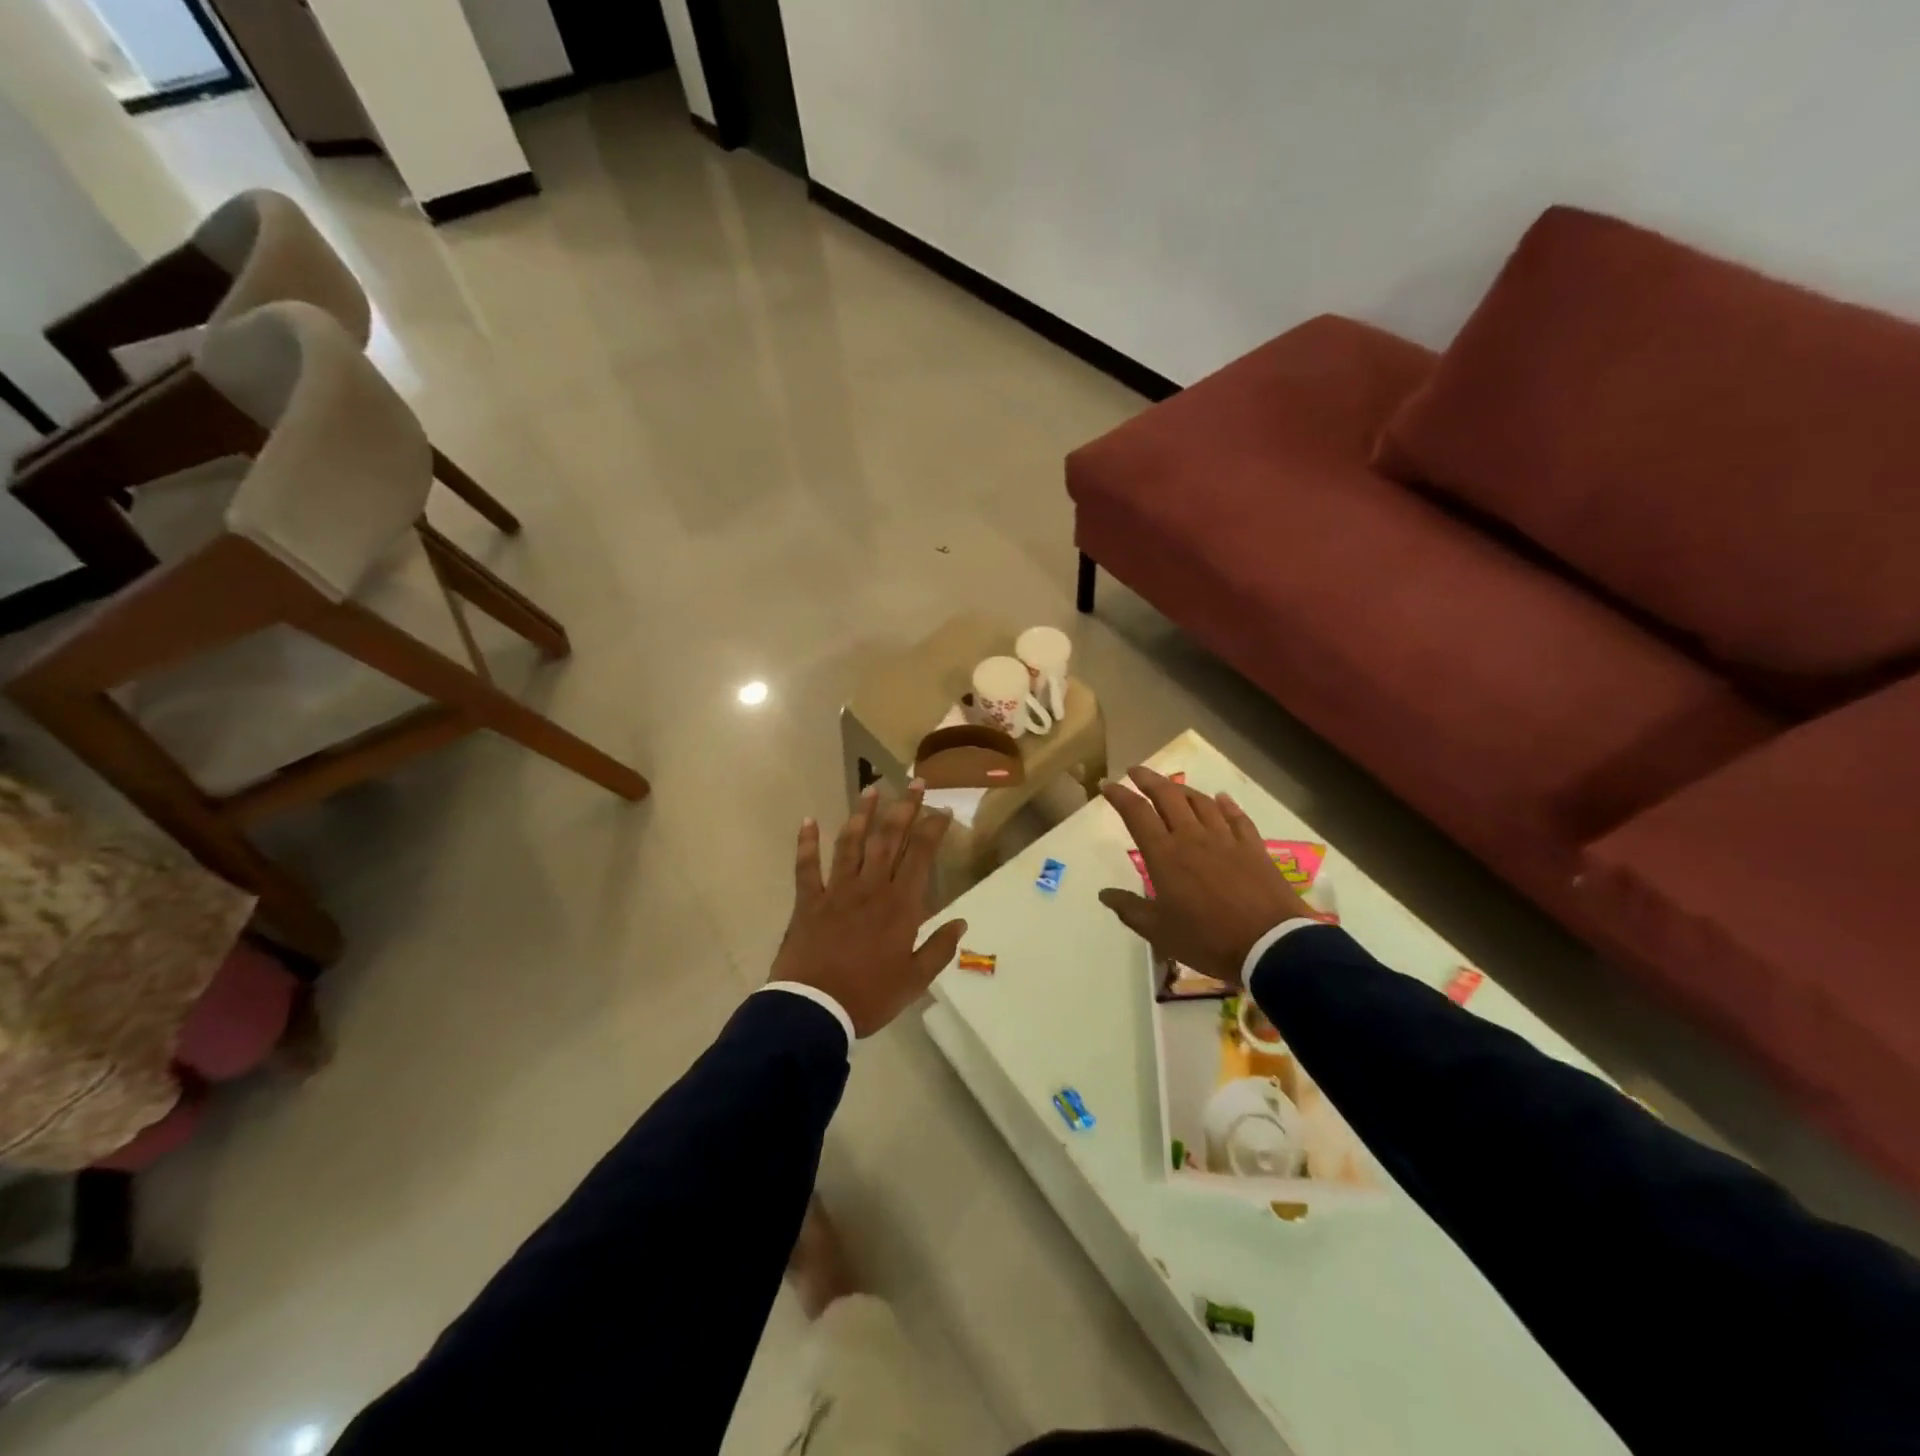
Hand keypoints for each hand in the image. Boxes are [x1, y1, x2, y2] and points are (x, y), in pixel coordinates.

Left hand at [770, 782, 966, 1038]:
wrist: (814, 1009)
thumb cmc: (869, 996)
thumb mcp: (915, 980)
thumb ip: (939, 949)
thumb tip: (962, 922)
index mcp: (900, 905)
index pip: (921, 856)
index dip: (932, 829)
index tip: (942, 809)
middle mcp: (871, 887)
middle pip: (889, 839)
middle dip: (905, 808)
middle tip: (915, 782)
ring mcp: (837, 890)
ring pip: (852, 843)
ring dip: (862, 814)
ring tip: (872, 789)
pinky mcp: (809, 900)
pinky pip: (806, 866)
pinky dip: (806, 843)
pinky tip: (808, 820)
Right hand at [1097, 766, 1311, 988]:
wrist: (1270, 945)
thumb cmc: (1208, 939)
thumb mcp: (1159, 932)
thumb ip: (1130, 909)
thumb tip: (1104, 894)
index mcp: (1165, 855)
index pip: (1136, 813)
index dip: (1119, 795)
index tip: (1107, 785)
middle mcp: (1192, 837)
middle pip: (1168, 796)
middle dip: (1148, 779)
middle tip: (1136, 771)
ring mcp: (1225, 839)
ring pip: (1201, 801)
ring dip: (1182, 789)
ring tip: (1172, 785)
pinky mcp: (1252, 847)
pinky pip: (1236, 817)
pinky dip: (1226, 804)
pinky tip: (1221, 798)